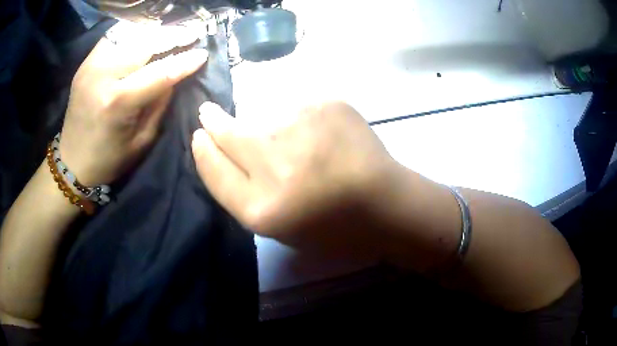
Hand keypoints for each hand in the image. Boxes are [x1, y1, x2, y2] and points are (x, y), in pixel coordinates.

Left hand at [59, 22, 207, 185]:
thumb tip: (175, 75)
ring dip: (154, 32)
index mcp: (117, 102)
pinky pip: (114, 37)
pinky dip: (133, 33)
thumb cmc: (108, 160)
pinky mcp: (85, 63)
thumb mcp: (141, 140)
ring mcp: (91, 66)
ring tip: (171, 34)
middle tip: (192, 33)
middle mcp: (102, 76)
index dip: (184, 61)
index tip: (203, 54)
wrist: (72, 162)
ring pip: (130, 34)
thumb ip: (159, 104)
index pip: (159, 72)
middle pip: (145, 43)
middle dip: (172, 36)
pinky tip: (144, 37)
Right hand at [192, 101, 398, 254]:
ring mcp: (301, 128)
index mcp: (261, 209)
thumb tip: (220, 151)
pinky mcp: (325, 104)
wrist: (385, 203)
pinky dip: (304, 119)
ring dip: (269, 124)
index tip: (198, 136)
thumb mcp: (279, 227)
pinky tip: (324, 136)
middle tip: (208, 112)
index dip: (203, 150)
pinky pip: (299, 106)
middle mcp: (274, 165)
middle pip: (228, 133)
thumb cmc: (331, 226)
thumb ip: (244, 192)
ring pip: (263, 115)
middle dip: (214, 121)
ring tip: (300, 143)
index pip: (214, 169)